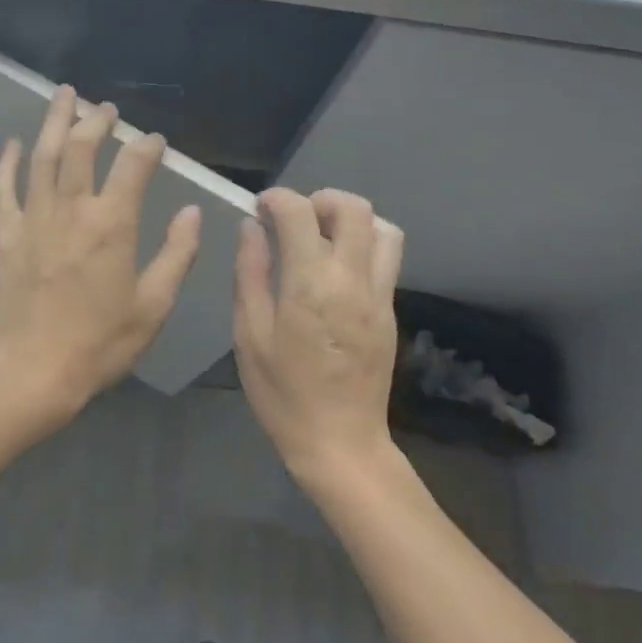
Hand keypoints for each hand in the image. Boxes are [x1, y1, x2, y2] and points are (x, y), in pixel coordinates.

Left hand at [0, 86, 202, 429]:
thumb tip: (191, 212)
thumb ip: (177, 255)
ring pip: (44, 156)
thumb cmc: (100, 343)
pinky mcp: (5, 234)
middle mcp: (71, 209)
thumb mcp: (153, 306)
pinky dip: (7, 163)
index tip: (155, 140)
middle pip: (83, 148)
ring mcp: (33, 218)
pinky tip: (12, 144)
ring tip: (64, 95)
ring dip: (55, 122)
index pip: (133, 166)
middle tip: (106, 107)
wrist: (33, 372)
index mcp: (112, 224)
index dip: (147, 147)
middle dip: (97, 121)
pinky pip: (3, 188)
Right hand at [234, 187, 403, 482]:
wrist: (341, 443)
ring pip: (383, 228)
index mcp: (310, 284)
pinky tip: (336, 268)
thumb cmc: (283, 393)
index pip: (300, 212)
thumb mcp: (250, 335)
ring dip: (351, 219)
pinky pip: (387, 257)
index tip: (260, 209)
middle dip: (319, 199)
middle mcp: (351, 279)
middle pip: (353, 208)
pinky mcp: (391, 310)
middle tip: (294, 219)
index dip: (277, 199)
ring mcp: (379, 294)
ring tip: (322, 237)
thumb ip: (251, 273)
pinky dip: (364, 243)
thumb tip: (251, 228)